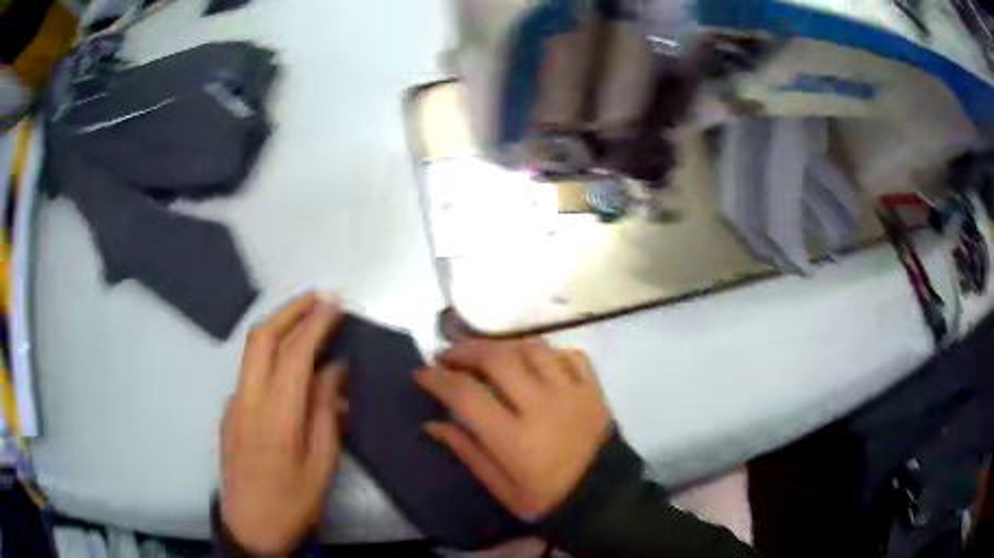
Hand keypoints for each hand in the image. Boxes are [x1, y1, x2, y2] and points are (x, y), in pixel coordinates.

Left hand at [221, 293, 346, 555]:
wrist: (249, 528)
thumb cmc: (292, 503)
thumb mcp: (321, 465)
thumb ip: (325, 413)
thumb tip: (335, 370)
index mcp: (276, 415)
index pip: (295, 353)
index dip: (317, 323)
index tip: (337, 305)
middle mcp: (248, 399)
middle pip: (263, 337)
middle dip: (292, 309)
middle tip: (321, 297)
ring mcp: (234, 403)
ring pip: (252, 349)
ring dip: (279, 325)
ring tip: (308, 316)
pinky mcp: (229, 412)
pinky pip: (250, 370)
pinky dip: (271, 351)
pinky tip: (289, 362)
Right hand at [416, 338, 611, 520]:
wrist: (604, 498)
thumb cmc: (547, 500)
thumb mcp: (501, 488)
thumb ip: (467, 452)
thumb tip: (432, 423)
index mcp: (515, 438)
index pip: (466, 394)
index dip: (437, 379)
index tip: (422, 373)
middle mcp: (543, 406)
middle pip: (497, 358)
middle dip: (465, 350)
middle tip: (448, 355)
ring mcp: (572, 392)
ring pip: (533, 348)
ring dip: (504, 346)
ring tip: (488, 354)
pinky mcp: (593, 389)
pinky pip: (569, 354)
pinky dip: (547, 352)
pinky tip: (534, 362)